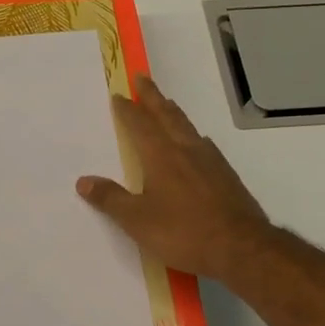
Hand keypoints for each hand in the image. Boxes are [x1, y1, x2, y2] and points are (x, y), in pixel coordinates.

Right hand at [77, 76, 272, 283]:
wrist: (241, 247)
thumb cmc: (184, 232)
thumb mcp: (138, 221)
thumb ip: (111, 199)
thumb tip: (84, 181)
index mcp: (161, 156)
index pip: (140, 125)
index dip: (128, 110)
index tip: (119, 95)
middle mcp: (186, 150)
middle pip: (167, 116)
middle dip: (153, 97)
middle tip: (143, 79)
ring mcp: (211, 161)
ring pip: (188, 127)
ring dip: (174, 113)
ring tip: (167, 105)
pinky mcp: (227, 175)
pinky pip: (205, 145)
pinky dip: (194, 136)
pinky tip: (197, 143)